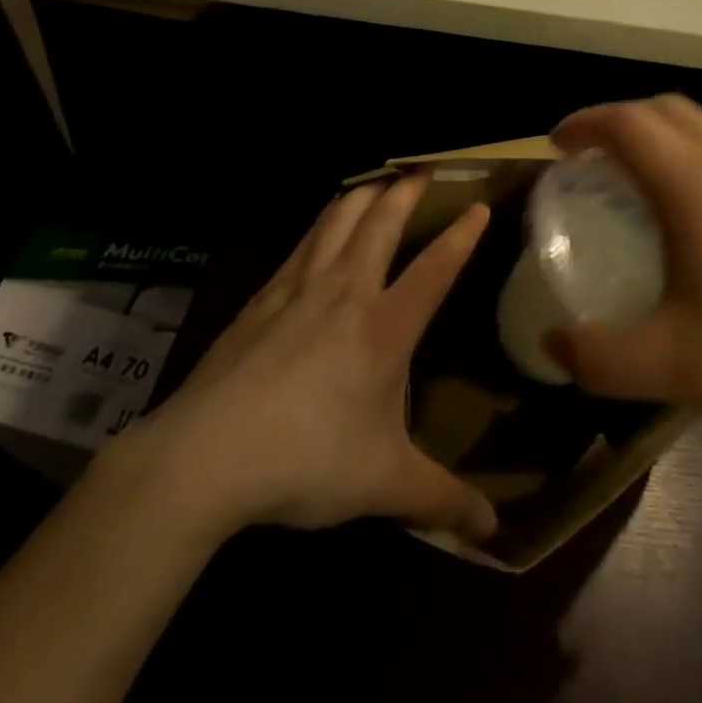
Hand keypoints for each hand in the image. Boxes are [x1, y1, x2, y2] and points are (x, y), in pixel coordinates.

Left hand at [125, 176, 497, 541]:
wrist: (207, 453)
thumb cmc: (307, 460)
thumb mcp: (383, 485)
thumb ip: (441, 501)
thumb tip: (493, 532)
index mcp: (385, 327)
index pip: (435, 268)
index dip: (461, 235)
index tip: (479, 206)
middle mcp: (346, 291)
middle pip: (381, 222)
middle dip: (406, 191)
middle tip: (423, 170)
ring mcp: (299, 287)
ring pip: (336, 219)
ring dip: (362, 195)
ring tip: (376, 183)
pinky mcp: (262, 296)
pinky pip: (301, 243)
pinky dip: (321, 223)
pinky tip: (319, 230)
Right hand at [545, 96, 701, 450]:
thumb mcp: (674, 367)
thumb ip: (600, 356)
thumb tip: (553, 344)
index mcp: (696, 183)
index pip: (627, 123)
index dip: (585, 123)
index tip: (557, 146)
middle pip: (666, 109)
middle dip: (620, 120)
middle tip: (593, 158)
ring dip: (665, 130)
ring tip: (645, 175)